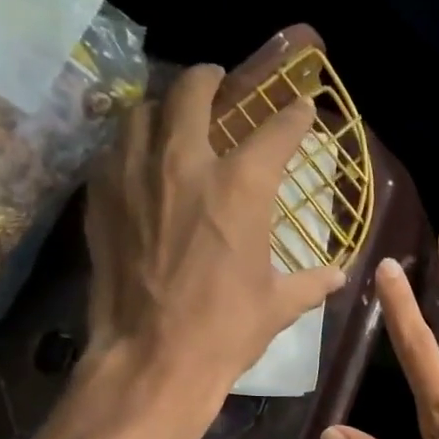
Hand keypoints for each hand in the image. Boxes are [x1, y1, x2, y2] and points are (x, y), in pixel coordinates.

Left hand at [83, 62, 344, 414]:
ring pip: (143, 110)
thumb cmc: (225, 331)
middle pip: (194, 91)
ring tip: (172, 119)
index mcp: (241, 186)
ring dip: (163, 107)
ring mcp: (135, 175)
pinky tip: (139, 163)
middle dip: (211, 79)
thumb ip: (309, 283)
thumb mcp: (277, 306)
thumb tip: (337, 277)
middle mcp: (185, 163)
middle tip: (218, 84)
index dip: (294, 115)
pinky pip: (113, 150)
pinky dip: (131, 146)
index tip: (301, 107)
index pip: (276, 130)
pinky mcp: (101, 198)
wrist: (152, 359)